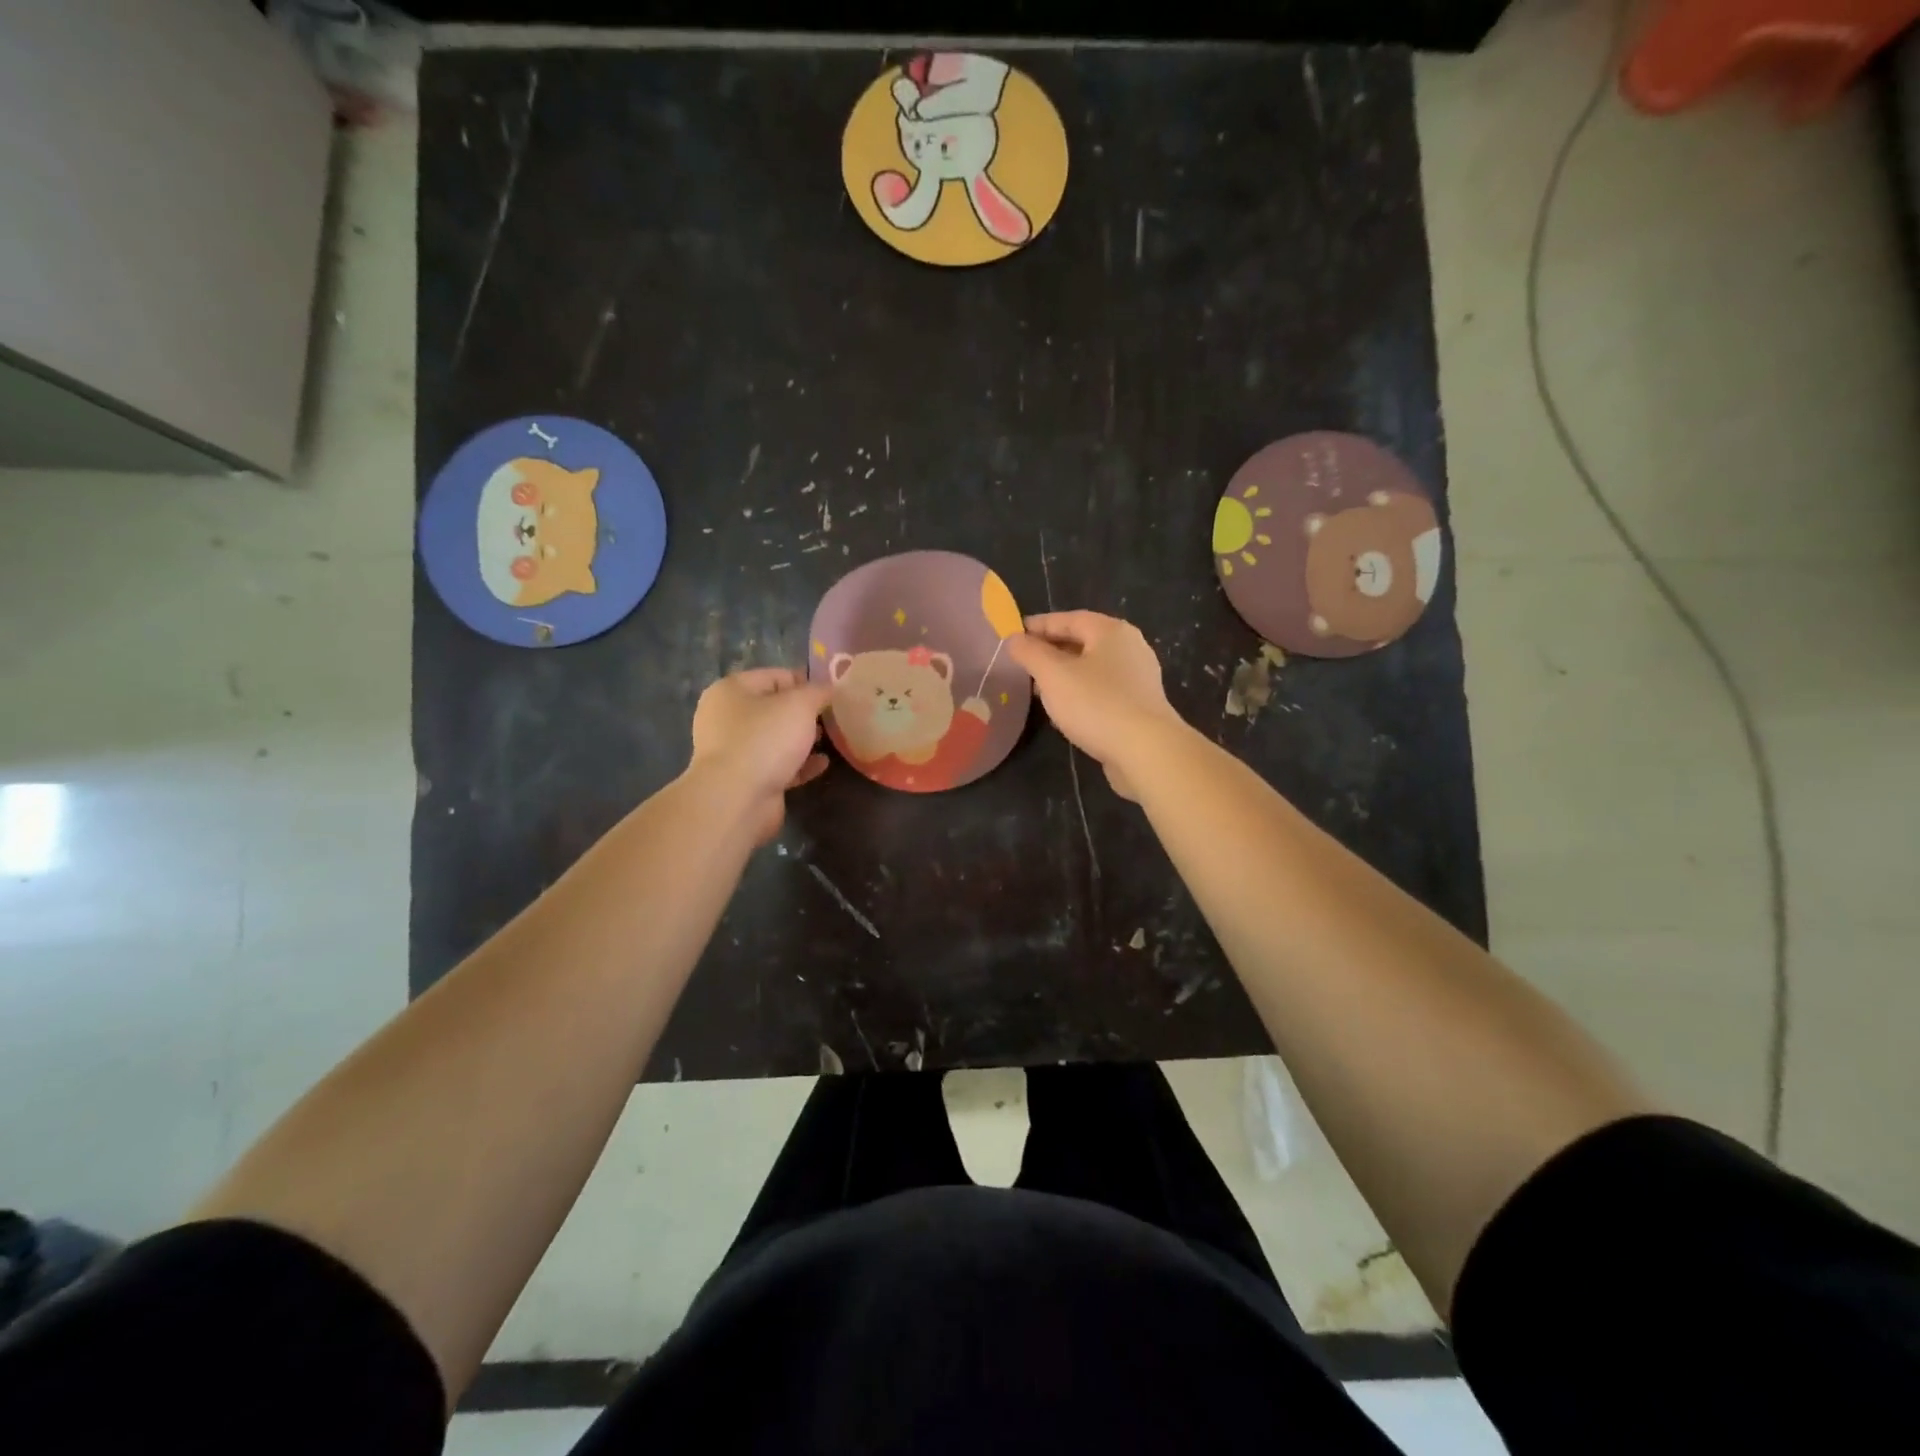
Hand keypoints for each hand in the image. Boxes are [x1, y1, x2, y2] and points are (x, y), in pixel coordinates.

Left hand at [688, 668, 831, 843]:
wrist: (738, 799)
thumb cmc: (765, 739)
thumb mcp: (799, 704)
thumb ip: (818, 692)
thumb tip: (829, 688)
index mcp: (731, 690)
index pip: (775, 676)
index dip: (806, 682)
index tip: (833, 694)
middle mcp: (726, 718)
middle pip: (774, 708)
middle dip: (805, 713)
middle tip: (833, 718)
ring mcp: (734, 751)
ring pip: (776, 739)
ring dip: (802, 740)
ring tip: (831, 740)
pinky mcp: (745, 780)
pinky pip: (777, 765)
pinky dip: (799, 764)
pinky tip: (822, 764)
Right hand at [1006, 612, 1185, 800]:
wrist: (1146, 750)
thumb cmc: (1096, 704)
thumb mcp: (1052, 675)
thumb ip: (1030, 653)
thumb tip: (1014, 639)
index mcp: (1111, 631)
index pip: (1069, 618)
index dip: (1039, 624)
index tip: (1014, 633)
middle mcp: (1130, 647)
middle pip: (1084, 641)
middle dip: (1052, 650)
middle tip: (1024, 661)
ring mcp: (1138, 678)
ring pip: (1093, 668)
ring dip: (1065, 674)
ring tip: (1039, 687)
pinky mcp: (1140, 706)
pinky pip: (1103, 690)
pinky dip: (1080, 693)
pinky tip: (1065, 710)